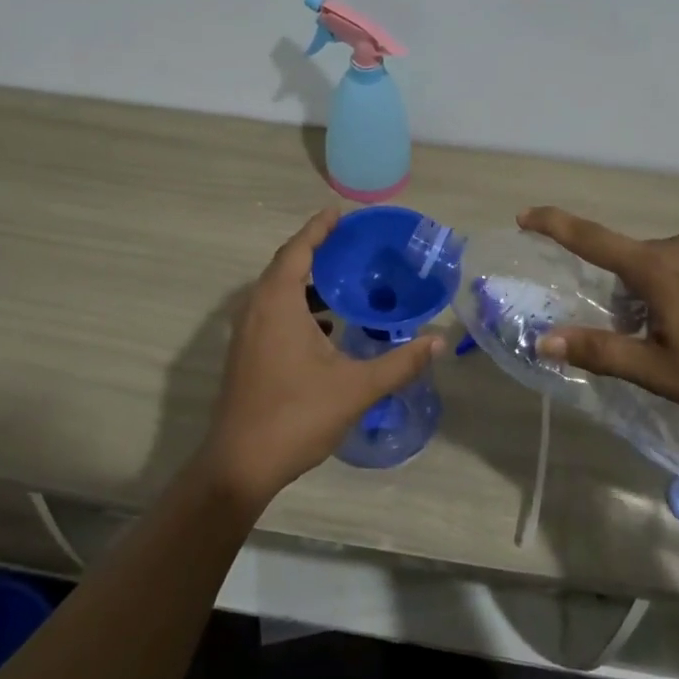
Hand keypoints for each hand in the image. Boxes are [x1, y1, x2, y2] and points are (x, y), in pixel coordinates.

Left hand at [198, 208, 439, 508]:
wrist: (240, 465)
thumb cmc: (297, 416)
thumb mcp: (356, 388)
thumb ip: (399, 362)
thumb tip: (438, 341)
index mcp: (278, 304)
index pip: (298, 250)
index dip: (318, 228)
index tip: (340, 213)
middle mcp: (256, 309)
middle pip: (285, 265)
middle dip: (316, 250)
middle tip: (350, 244)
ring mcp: (246, 332)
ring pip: (277, 291)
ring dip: (307, 281)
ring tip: (344, 282)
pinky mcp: (246, 353)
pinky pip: (272, 311)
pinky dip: (298, 305)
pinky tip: (326, 326)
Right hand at [517, 206, 678, 429]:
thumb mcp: (661, 372)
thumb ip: (601, 352)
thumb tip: (545, 340)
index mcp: (656, 269)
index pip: (591, 238)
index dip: (554, 225)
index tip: (526, 215)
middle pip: (636, 264)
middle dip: (627, 294)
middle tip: (644, 340)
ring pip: (675, 269)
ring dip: (667, 296)